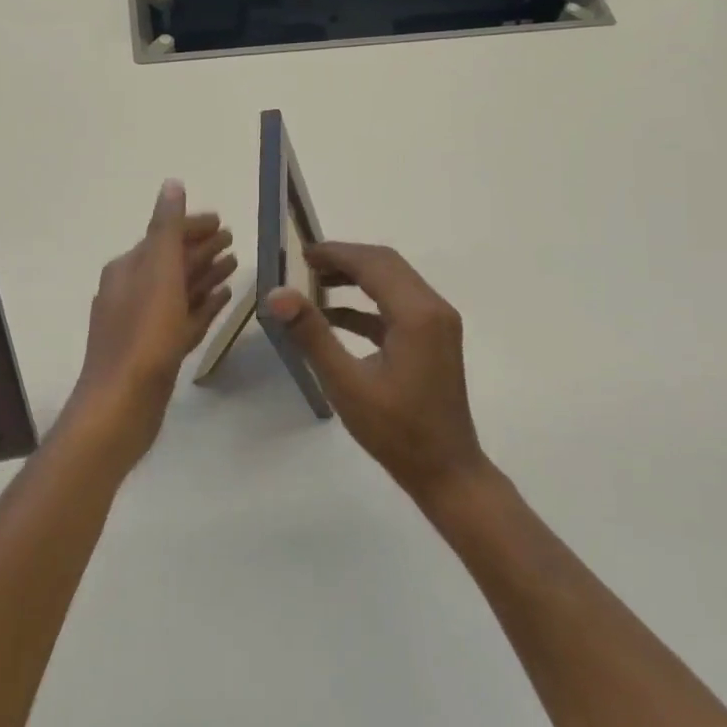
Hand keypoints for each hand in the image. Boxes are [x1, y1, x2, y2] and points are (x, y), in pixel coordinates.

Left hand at [63, 180, 235, 470]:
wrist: (120, 407)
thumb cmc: (143, 336)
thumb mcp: (158, 273)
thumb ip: (166, 229)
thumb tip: (171, 184)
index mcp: (129, 268)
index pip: (164, 235)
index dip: (193, 226)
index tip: (224, 222)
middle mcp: (132, 290)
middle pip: (172, 261)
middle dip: (201, 248)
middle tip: (234, 239)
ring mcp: (143, 322)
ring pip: (179, 289)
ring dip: (204, 274)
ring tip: (235, 264)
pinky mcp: (156, 350)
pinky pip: (183, 317)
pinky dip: (202, 305)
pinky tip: (222, 299)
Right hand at [266, 242, 488, 505]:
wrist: (448, 473)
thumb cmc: (397, 432)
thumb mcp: (347, 383)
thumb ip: (312, 334)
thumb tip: (278, 293)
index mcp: (417, 314)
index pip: (373, 263)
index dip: (336, 253)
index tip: (300, 253)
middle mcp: (433, 308)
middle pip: (386, 265)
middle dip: (345, 259)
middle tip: (304, 263)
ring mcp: (437, 324)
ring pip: (393, 282)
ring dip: (356, 278)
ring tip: (314, 282)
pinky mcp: (433, 340)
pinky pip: (397, 306)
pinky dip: (367, 304)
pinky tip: (335, 316)